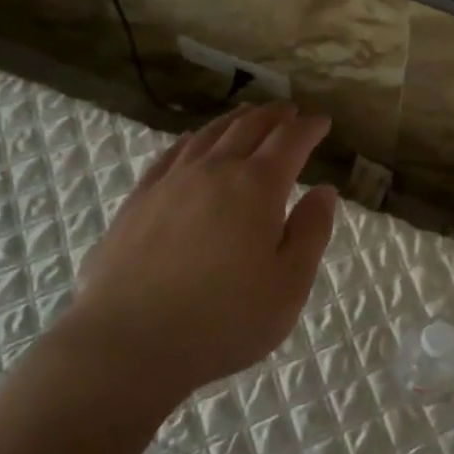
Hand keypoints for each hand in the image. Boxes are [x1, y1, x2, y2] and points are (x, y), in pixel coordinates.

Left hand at [57, 102, 338, 410]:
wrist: (129, 343)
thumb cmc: (223, 320)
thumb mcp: (288, 285)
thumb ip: (311, 232)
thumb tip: (324, 191)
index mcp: (256, 187)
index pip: (289, 141)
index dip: (309, 128)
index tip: (322, 122)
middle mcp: (214, 171)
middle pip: (248, 127)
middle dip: (274, 115)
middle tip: (289, 110)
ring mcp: (171, 182)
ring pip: (208, 135)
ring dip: (235, 120)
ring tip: (248, 115)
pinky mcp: (139, 200)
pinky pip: (171, 154)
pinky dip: (192, 140)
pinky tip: (193, 142)